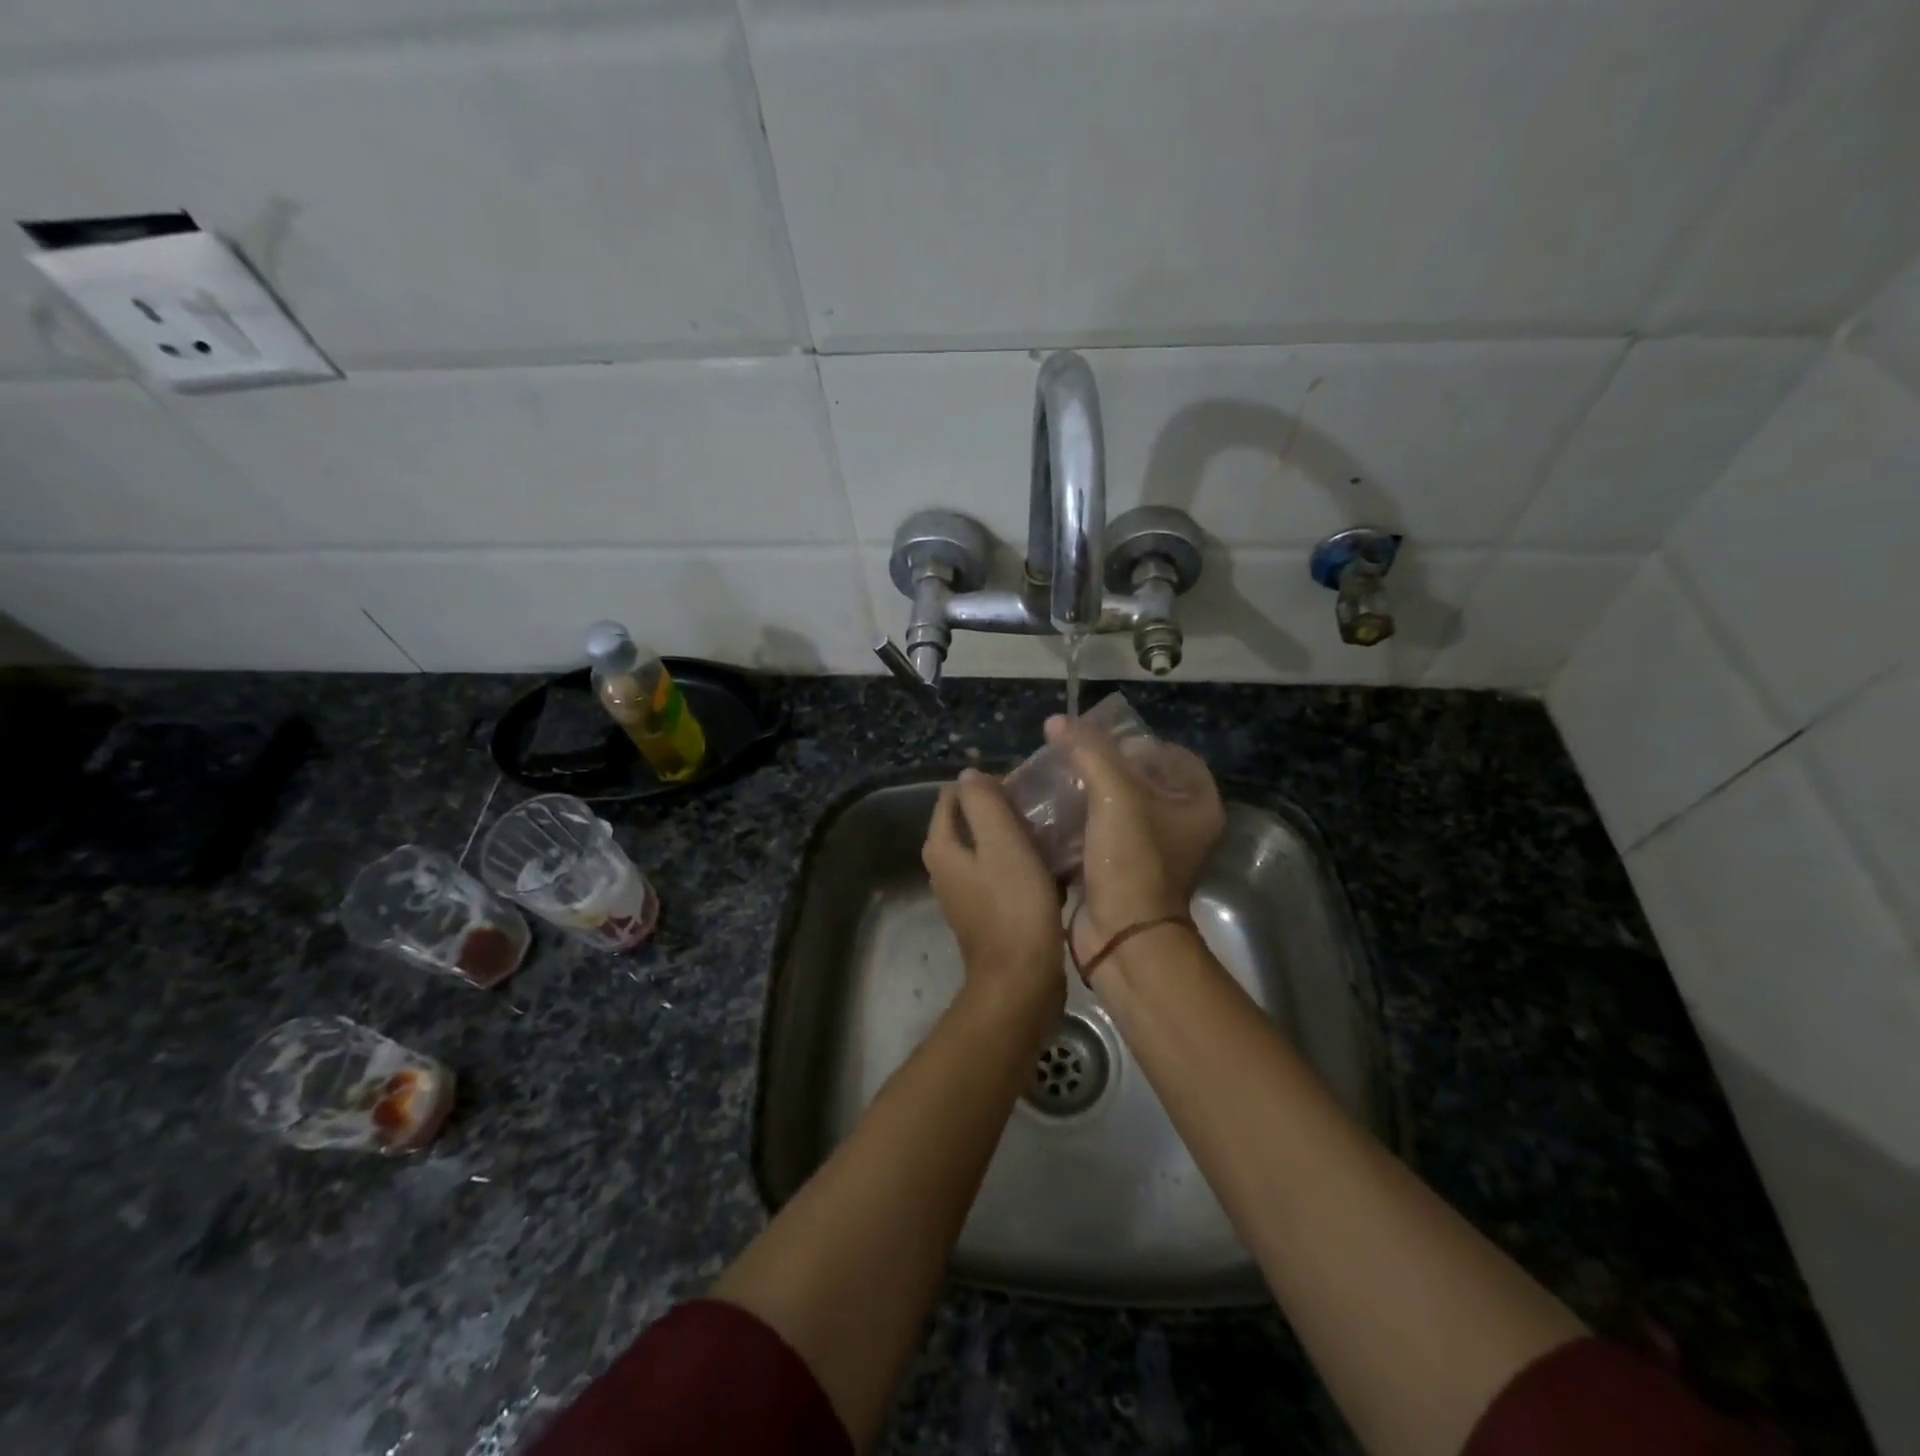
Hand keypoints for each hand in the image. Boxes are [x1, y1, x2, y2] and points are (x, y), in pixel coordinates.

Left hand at [923, 768, 1066, 1024]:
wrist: (1021, 981)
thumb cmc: (1013, 906)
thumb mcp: (1001, 842)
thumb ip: (983, 802)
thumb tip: (970, 775)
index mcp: (941, 847)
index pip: (953, 796)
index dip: (986, 785)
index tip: (1023, 788)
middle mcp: (945, 869)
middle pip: (971, 822)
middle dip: (1003, 810)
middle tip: (1041, 809)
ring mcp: (965, 894)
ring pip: (990, 849)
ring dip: (1016, 839)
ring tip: (1051, 833)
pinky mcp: (987, 915)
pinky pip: (1003, 876)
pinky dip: (1022, 866)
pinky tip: (1052, 868)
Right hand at [1044, 715, 1224, 965]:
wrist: (1122, 935)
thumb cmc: (1132, 860)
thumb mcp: (1114, 795)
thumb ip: (1088, 751)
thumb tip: (1058, 722)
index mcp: (1198, 804)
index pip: (1172, 755)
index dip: (1137, 742)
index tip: (1100, 740)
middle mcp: (1183, 827)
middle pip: (1143, 780)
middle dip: (1105, 767)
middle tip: (1072, 756)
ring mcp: (1153, 852)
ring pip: (1119, 808)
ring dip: (1088, 795)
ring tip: (1055, 779)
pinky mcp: (1124, 871)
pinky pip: (1102, 834)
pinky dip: (1080, 823)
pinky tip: (1051, 812)